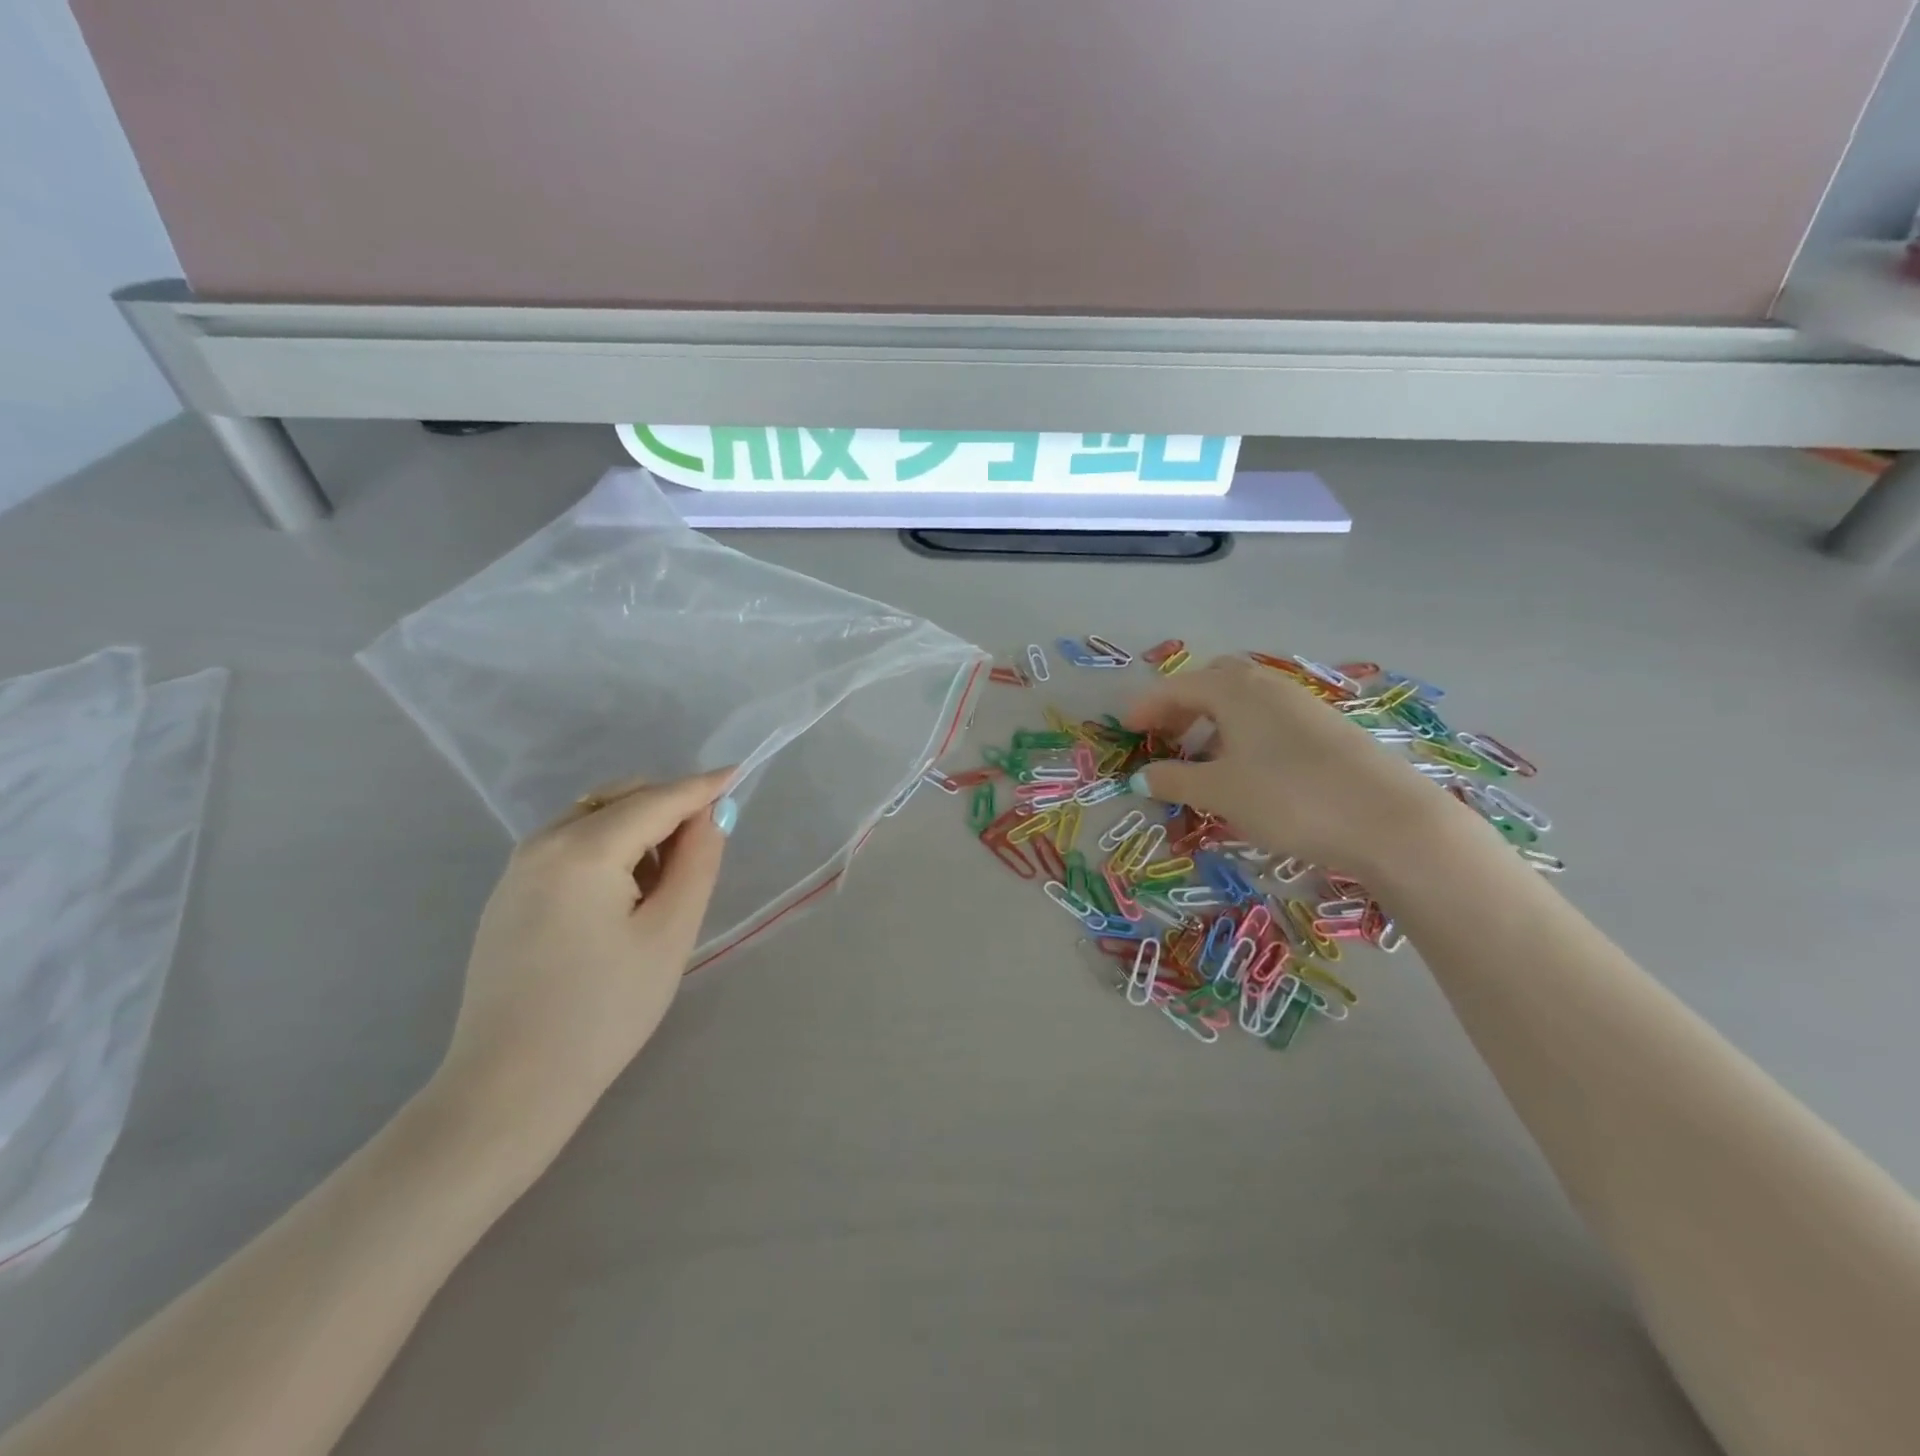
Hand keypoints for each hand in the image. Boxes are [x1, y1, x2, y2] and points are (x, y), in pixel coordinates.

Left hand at [431, 769, 734, 1146]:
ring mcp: (518, 867)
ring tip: (659, 888)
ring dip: (638, 830)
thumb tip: (712, 814)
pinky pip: (569, 845)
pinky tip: (619, 900)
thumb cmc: (605, 1011)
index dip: (702, 787)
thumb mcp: (669, 933)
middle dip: (668, 808)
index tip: (737, 774)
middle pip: (621, 798)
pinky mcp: (508, 893)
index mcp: (583, 848)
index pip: (657, 800)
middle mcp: (543, 842)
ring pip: (594, 818)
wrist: (510, 1086)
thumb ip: (697, 862)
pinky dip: (607, 850)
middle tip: (701, 851)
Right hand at [1124, 658, 1453, 876]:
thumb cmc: (1289, 798)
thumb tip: (1141, 776)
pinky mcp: (1327, 729)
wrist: (1389, 820)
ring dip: (1212, 722)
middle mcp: (1268, 687)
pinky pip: (1268, 719)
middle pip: (1213, 684)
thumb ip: (1175, 781)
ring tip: (1200, 759)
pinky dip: (1242, 734)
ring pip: (1243, 702)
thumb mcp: (1220, 793)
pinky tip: (1247, 770)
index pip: (1177, 687)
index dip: (1147, 706)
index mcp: (1235, 691)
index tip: (1125, 728)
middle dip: (1182, 707)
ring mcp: (1303, 705)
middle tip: (1162, 738)